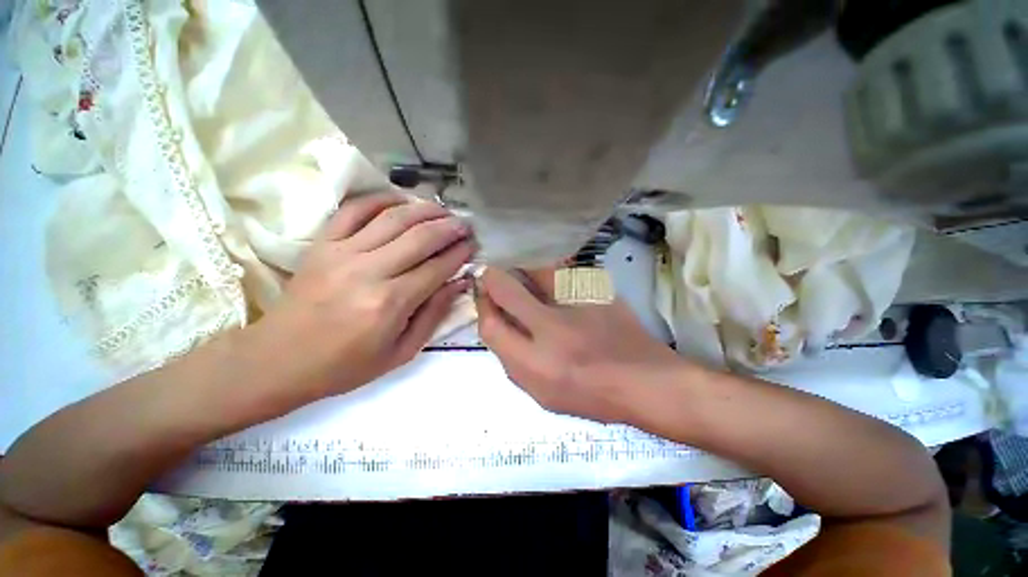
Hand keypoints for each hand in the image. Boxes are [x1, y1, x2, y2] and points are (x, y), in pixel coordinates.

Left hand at [258, 193, 473, 396]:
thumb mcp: (401, 352)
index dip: (460, 254)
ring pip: (392, 218)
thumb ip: (434, 314)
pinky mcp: (322, 244)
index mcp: (391, 303)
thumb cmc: (346, 365)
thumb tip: (459, 282)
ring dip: (424, 209)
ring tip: (442, 210)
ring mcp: (342, 253)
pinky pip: (354, 210)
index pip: (437, 268)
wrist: (279, 360)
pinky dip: (380, 200)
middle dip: (449, 227)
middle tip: (465, 224)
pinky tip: (400, 201)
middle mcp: (369, 271)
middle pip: (420, 237)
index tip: (473, 246)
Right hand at [476, 268, 682, 421]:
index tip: (485, 299)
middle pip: (507, 289)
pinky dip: (552, 276)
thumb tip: (499, 324)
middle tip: (493, 276)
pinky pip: (563, 274)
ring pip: (536, 272)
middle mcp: (551, 329)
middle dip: (493, 279)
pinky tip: (558, 286)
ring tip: (527, 279)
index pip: (491, 326)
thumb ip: (514, 362)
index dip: (483, 307)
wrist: (646, 381)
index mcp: (535, 364)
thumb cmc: (592, 396)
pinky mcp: (597, 291)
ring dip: (524, 273)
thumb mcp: (542, 395)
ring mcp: (577, 304)